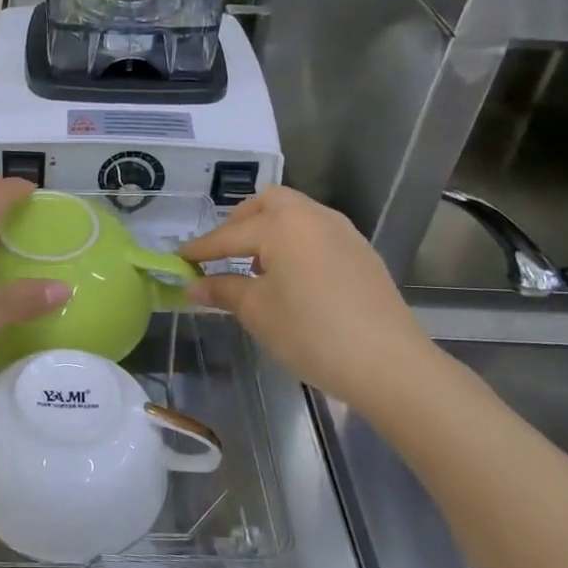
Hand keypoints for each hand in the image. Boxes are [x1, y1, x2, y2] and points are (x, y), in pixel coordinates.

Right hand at [181, 186, 438, 410]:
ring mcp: (343, 232)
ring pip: (295, 215)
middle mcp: (313, 216)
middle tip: (220, 254)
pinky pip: (316, 233)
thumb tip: (193, 285)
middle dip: (238, 223)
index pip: (229, 234)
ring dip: (268, 231)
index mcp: (282, 224)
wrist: (389, 364)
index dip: (200, 249)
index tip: (177, 259)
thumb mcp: (257, 312)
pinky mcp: (362, 252)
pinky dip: (294, 243)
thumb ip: (222, 289)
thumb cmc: (312, 333)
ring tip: (254, 267)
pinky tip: (290, 277)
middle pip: (267, 203)